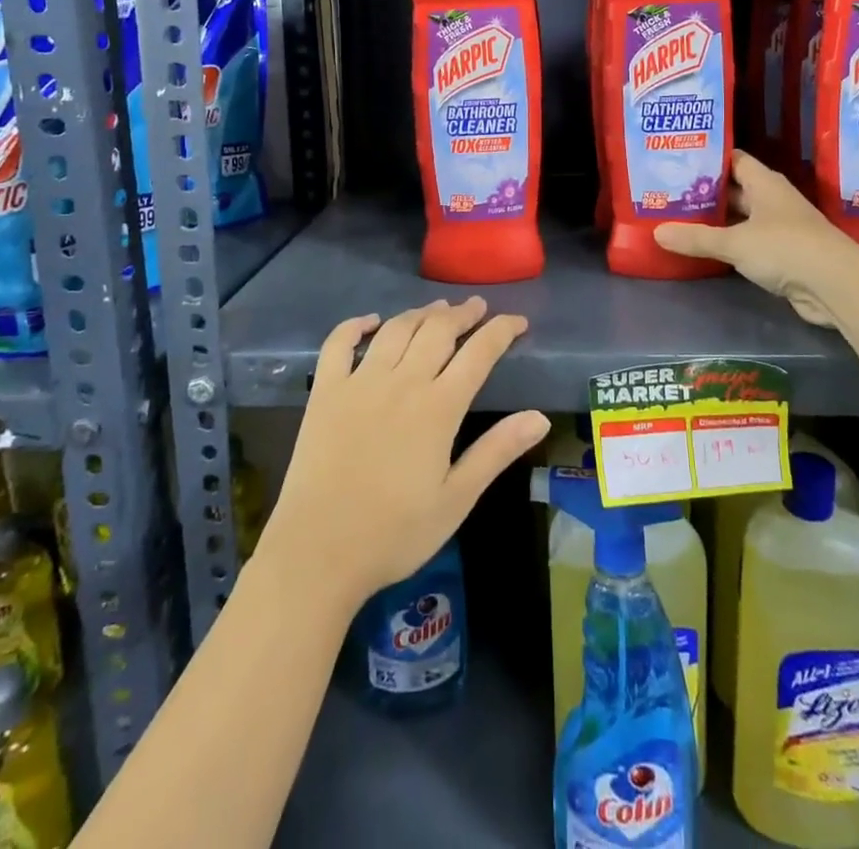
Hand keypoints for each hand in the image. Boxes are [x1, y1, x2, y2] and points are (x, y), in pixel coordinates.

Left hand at [258, 299, 547, 613]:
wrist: (317, 552)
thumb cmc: (394, 533)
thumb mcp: (457, 499)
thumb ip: (497, 452)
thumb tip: (540, 417)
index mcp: (438, 408)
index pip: (479, 353)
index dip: (501, 330)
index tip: (518, 321)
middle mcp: (402, 382)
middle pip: (438, 330)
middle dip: (462, 313)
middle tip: (476, 307)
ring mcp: (360, 382)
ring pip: (396, 330)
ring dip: (420, 313)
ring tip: (437, 308)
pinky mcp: (325, 391)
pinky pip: (339, 344)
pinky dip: (356, 325)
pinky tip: (371, 321)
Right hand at [654, 150, 856, 328]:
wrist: (836, 285)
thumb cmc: (785, 248)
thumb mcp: (735, 242)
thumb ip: (696, 238)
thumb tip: (657, 232)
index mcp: (765, 183)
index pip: (734, 159)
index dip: (708, 158)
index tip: (679, 161)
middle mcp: (773, 200)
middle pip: (735, 189)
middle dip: (706, 191)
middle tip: (670, 192)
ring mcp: (780, 227)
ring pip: (741, 217)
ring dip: (717, 220)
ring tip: (679, 218)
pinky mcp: (783, 254)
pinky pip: (748, 242)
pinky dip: (729, 243)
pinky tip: (705, 248)